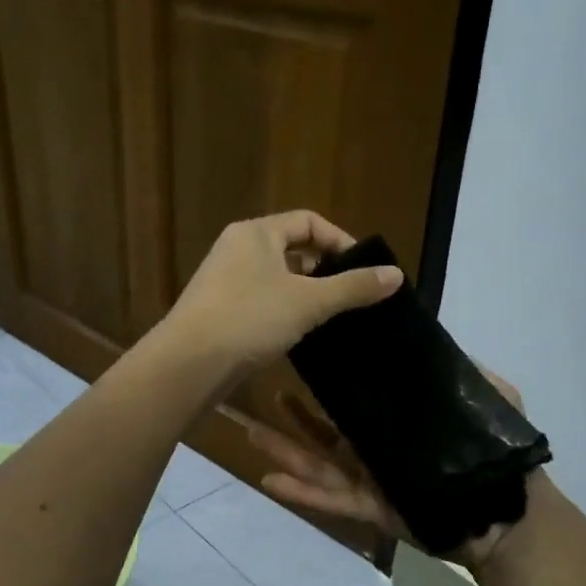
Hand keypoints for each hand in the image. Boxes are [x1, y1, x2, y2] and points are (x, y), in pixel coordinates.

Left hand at [160, 211, 401, 380]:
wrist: (189, 364)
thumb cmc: (250, 319)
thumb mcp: (309, 301)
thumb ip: (353, 287)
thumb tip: (396, 275)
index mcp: (256, 233)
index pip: (308, 221)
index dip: (340, 241)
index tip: (363, 270)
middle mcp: (237, 248)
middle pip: (292, 248)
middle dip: (324, 269)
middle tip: (350, 294)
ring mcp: (224, 280)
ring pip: (276, 277)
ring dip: (305, 292)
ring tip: (331, 316)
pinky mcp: (219, 310)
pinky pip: (261, 300)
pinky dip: (284, 310)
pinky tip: (299, 333)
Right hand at [249, 377, 529, 568]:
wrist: (506, 514)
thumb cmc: (494, 454)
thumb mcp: (489, 397)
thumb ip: (462, 372)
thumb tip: (431, 338)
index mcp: (397, 422)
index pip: (356, 397)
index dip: (328, 380)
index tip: (303, 354)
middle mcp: (376, 448)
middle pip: (323, 429)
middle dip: (291, 415)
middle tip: (258, 391)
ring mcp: (369, 479)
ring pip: (317, 462)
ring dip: (284, 448)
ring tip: (249, 430)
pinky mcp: (369, 509)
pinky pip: (330, 499)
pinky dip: (301, 492)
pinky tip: (269, 479)